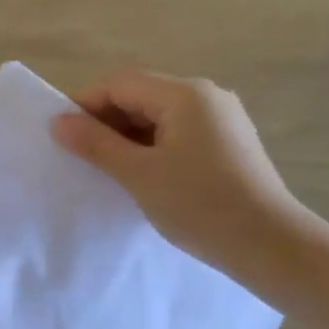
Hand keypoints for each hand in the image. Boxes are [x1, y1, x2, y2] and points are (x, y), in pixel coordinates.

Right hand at [51, 70, 302, 274]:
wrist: (270, 245)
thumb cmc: (200, 205)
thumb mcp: (139, 174)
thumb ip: (96, 144)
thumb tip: (58, 122)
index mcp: (185, 94)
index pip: (121, 84)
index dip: (86, 105)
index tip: (60, 135)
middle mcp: (207, 97)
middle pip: (142, 96)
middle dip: (107, 122)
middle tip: (79, 156)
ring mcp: (223, 120)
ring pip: (160, 118)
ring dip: (129, 137)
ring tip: (106, 170)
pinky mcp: (230, 145)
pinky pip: (179, 135)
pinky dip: (154, 148)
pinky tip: (142, 176)